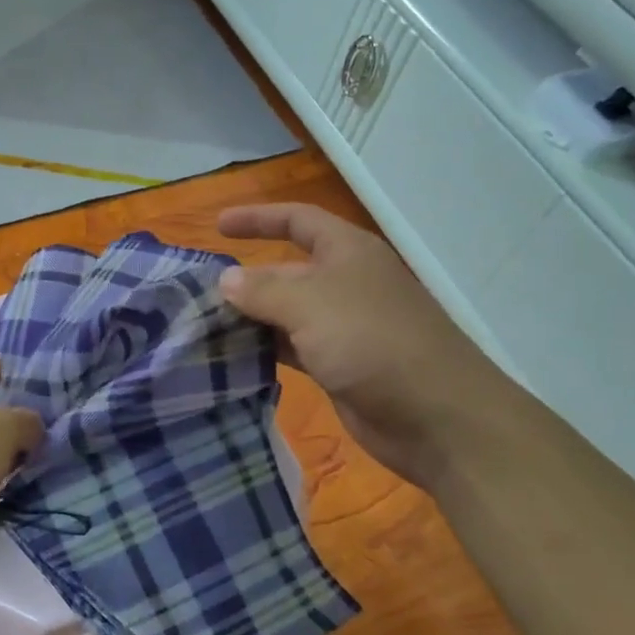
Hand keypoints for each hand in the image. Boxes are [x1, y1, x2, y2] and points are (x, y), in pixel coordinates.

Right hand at [217, 203, 516, 486]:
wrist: (436, 416)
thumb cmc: (373, 342)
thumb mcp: (311, 304)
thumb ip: (263, 289)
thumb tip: (226, 280)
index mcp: (348, 253)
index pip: (298, 220)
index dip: (259, 218)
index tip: (218, 226)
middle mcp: (346, 284)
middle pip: (288, 269)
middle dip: (247, 278)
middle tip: (199, 293)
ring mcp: (344, 327)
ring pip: (286, 312)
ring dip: (251, 317)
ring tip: (205, 326)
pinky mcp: (340, 365)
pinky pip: (293, 347)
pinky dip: (265, 349)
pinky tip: (234, 357)